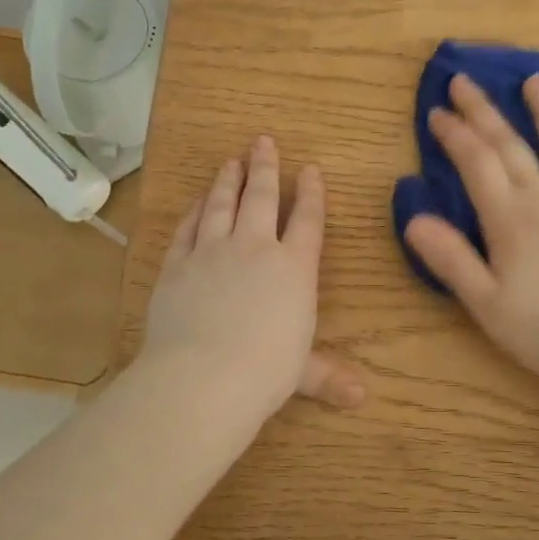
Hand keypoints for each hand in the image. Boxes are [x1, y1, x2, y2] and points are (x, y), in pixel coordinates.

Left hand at [142, 135, 365, 422]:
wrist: (204, 376)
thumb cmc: (266, 372)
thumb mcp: (302, 374)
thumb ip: (328, 377)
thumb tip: (361, 398)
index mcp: (294, 268)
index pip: (307, 220)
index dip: (311, 193)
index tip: (310, 170)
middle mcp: (254, 248)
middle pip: (261, 197)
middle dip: (265, 167)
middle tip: (263, 141)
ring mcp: (212, 252)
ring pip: (221, 205)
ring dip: (227, 180)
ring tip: (230, 161)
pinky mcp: (177, 265)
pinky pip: (187, 229)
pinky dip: (193, 212)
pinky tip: (197, 202)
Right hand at [403, 73, 538, 385]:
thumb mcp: (486, 303)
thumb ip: (451, 259)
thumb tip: (414, 219)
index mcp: (509, 219)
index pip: (476, 163)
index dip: (454, 134)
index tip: (436, 111)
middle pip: (510, 145)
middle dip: (483, 111)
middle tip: (463, 81)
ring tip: (533, 80)